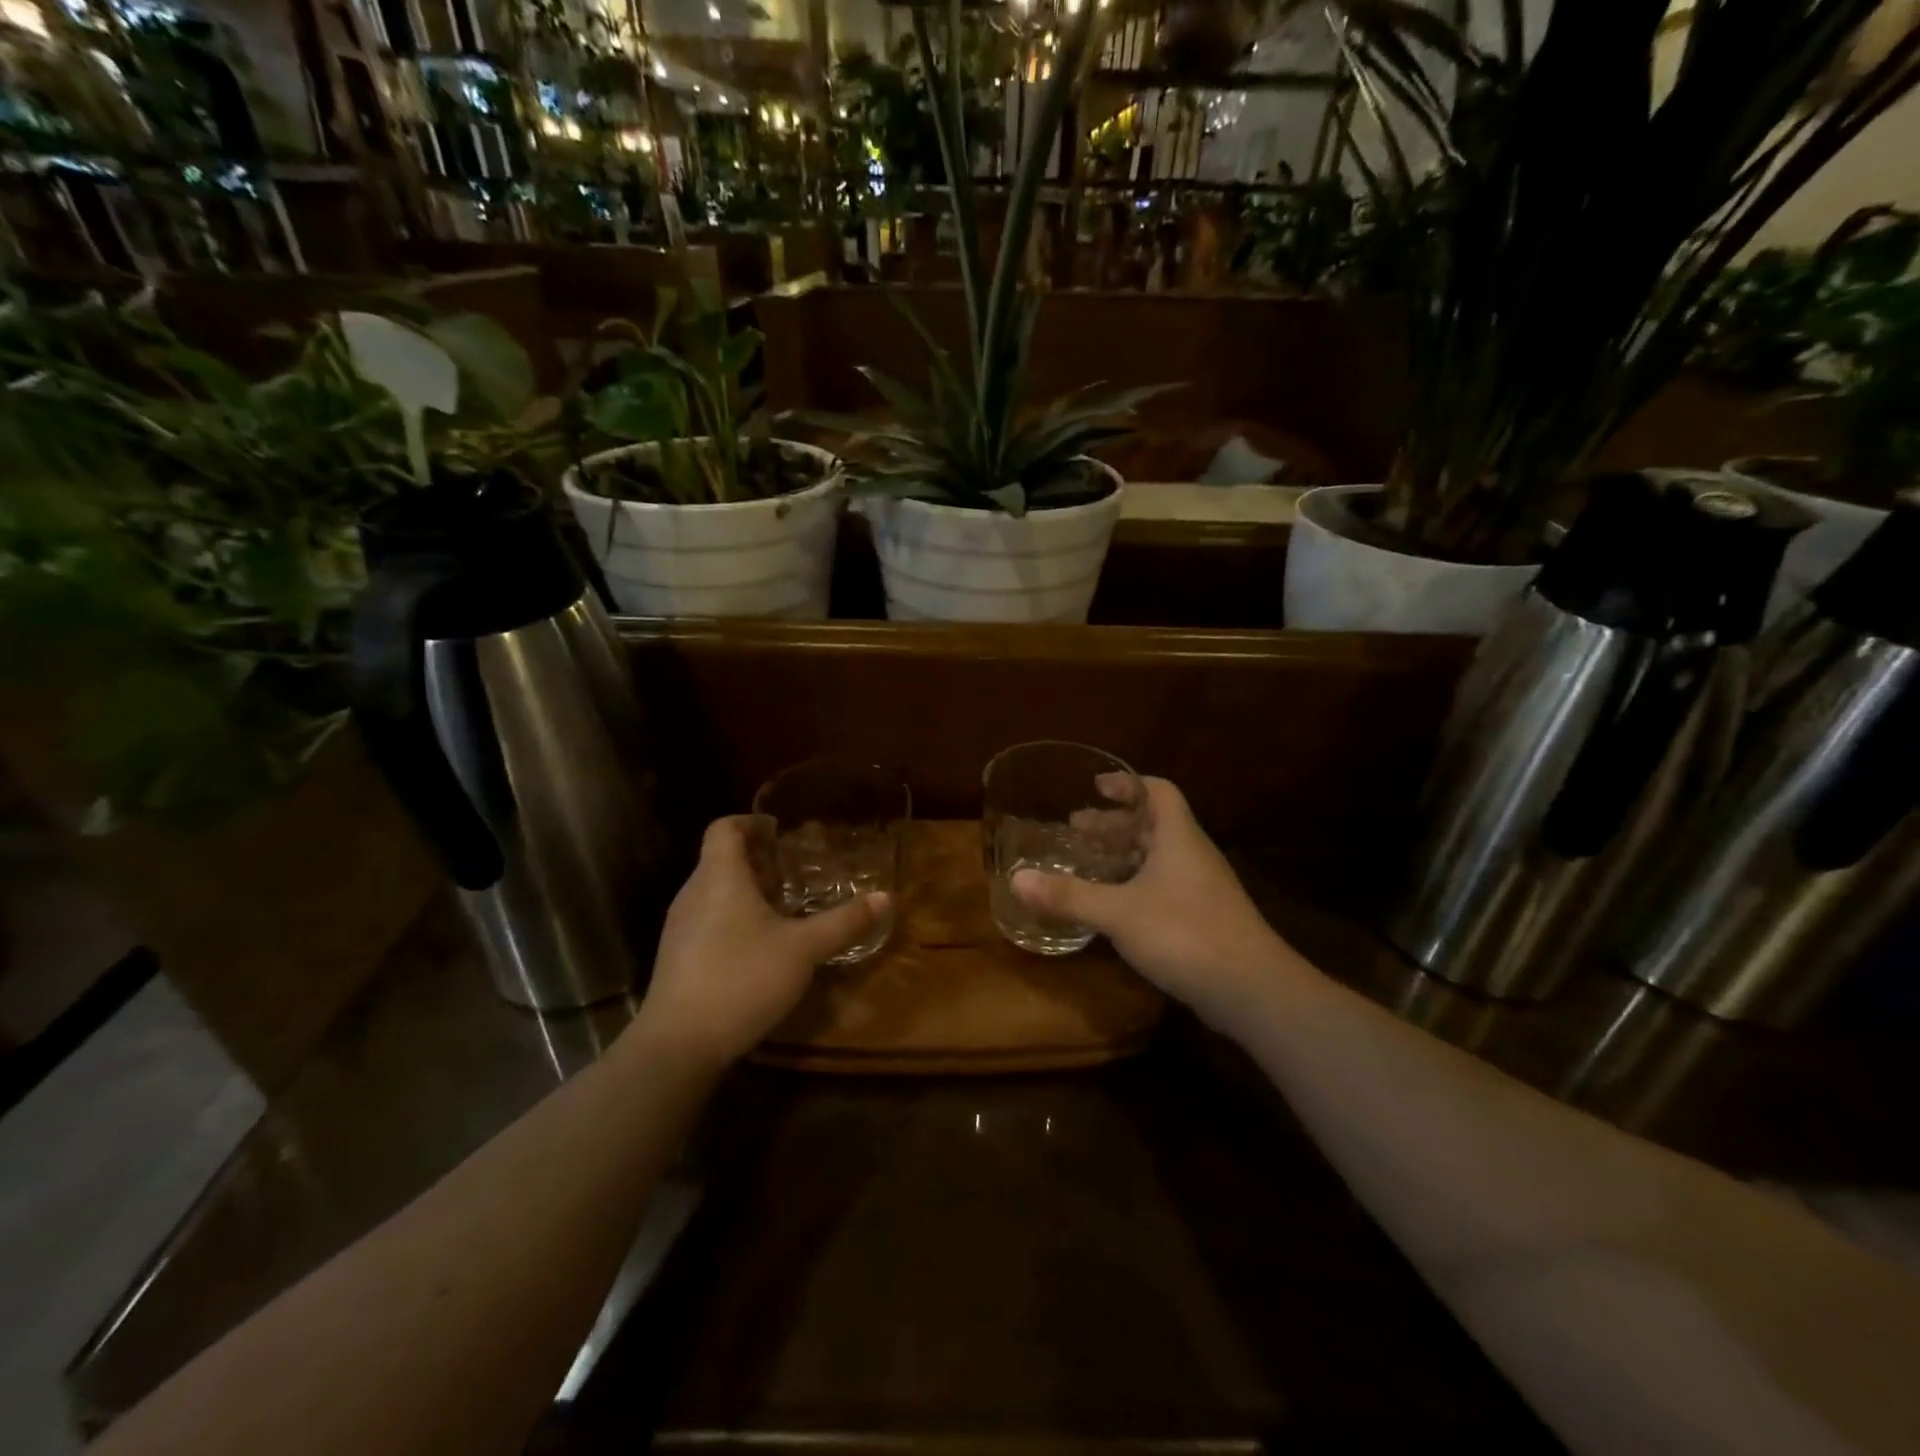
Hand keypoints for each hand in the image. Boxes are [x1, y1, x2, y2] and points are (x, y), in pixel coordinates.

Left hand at [635, 816, 884, 1068]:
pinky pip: (707, 917)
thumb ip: (844, 922)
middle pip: (720, 858)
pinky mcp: (677, 956)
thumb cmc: (742, 979)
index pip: (724, 828)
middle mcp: (693, 892)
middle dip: (757, 859)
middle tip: (794, 869)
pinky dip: (733, 915)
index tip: (780, 830)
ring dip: (746, 889)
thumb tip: (885, 897)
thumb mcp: (803, 950)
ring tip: (782, 905)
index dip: (751, 822)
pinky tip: (759, 944)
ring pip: (714, 890)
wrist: (678, 1045)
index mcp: (720, 877)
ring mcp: (680, 926)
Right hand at [1012, 778, 1293, 1027]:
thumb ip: (1069, 895)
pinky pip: (1163, 887)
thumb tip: (1017, 879)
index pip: (1158, 792)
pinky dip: (1134, 885)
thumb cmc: (1184, 933)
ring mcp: (1201, 889)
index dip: (1127, 784)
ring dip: (1123, 856)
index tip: (1096, 786)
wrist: (1252, 989)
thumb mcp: (1118, 912)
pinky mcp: (1204, 919)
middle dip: (1114, 825)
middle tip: (1076, 828)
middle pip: (1153, 825)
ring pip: (1158, 859)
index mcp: (1178, 838)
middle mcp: (1192, 855)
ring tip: (1087, 864)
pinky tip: (1113, 906)